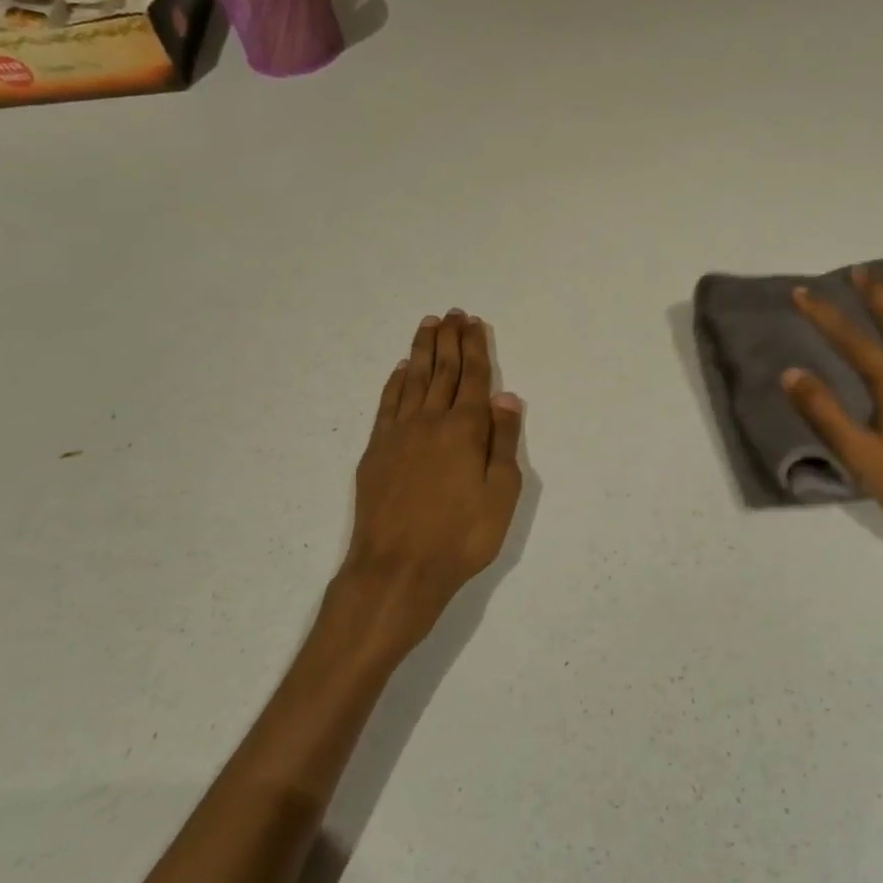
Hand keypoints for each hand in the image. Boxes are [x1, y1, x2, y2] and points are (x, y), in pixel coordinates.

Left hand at [343, 311, 525, 651]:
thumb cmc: (460, 536)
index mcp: (465, 429)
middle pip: (442, 370)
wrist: (397, 568)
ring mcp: (399, 434)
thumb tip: (506, 396)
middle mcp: (431, 421)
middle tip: (452, 313)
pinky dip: (394, 382)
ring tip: (428, 325)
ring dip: (422, 350)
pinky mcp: (376, 450)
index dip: (475, 348)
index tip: (473, 322)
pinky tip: (400, 369)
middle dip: (449, 340)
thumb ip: (503, 441)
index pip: (473, 377)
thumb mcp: (501, 494)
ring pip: (413, 380)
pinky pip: (387, 404)